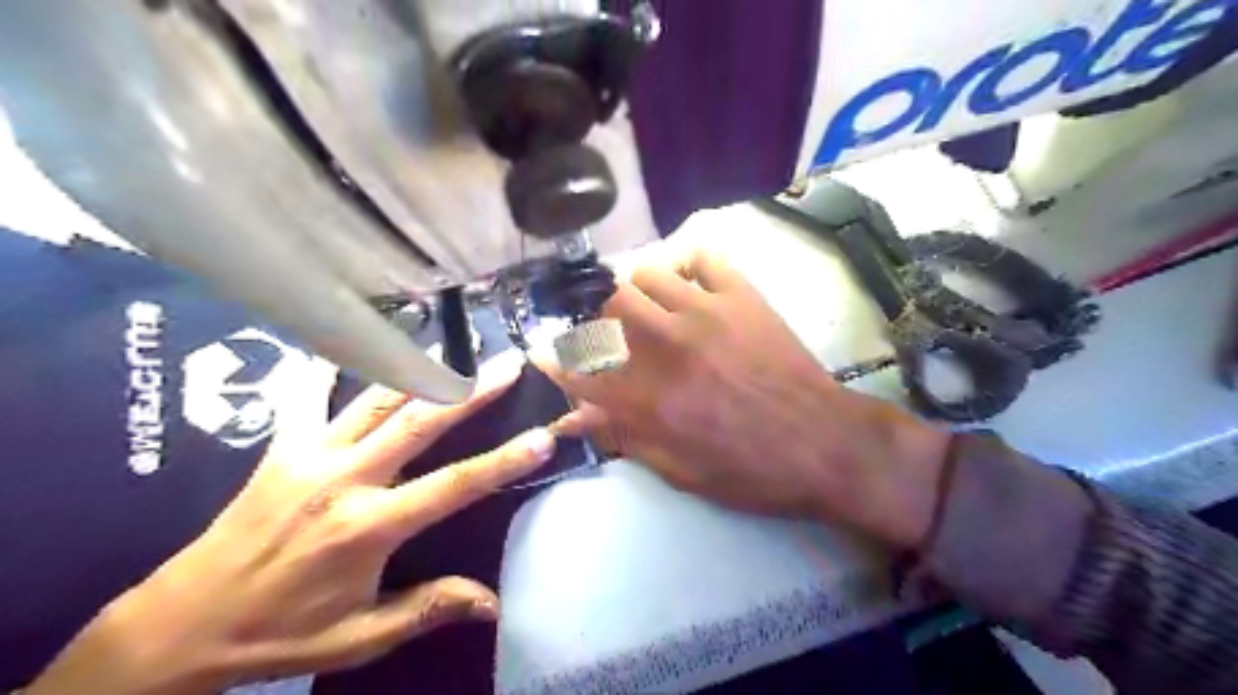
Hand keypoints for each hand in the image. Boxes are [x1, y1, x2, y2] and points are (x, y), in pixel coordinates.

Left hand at [25, 353, 555, 694]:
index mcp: (368, 527)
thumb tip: (494, 604)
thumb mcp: (359, 638)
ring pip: (375, 399)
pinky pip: (307, 395)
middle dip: (471, 391)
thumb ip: (428, 609)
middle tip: (508, 364)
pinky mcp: (281, 448)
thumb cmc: (278, 634)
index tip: (542, 436)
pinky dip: (329, 366)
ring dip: (420, 371)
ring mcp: (309, 455)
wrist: (178, 625)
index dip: (503, 461)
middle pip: (419, 423)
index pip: (454, 485)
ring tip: (455, 349)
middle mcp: (343, 479)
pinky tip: (347, 340)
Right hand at [540, 245, 950, 552]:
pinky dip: (689, 267)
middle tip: (614, 334)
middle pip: (607, 305)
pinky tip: (692, 287)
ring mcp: (705, 313)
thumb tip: (575, 420)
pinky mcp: (741, 296)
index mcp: (648, 398)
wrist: (824, 443)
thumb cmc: (751, 470)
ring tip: (654, 310)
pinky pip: (703, 258)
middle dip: (600, 318)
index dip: (557, 361)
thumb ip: (624, 437)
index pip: (580, 369)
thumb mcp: (680, 470)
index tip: (548, 354)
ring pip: (647, 274)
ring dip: (640, 292)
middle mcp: (666, 346)